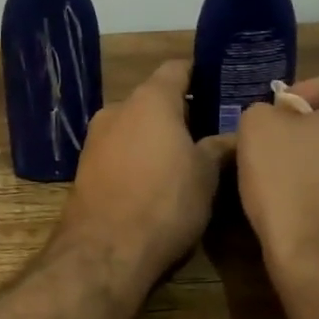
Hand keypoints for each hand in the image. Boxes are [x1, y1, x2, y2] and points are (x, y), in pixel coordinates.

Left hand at [59, 60, 233, 280]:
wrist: (105, 250)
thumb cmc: (165, 202)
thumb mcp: (205, 175)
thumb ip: (219, 148)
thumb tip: (234, 136)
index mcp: (150, 100)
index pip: (177, 68)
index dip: (200, 74)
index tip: (221, 87)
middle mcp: (118, 109)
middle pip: (153, 98)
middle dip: (179, 112)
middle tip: (209, 131)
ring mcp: (96, 138)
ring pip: (134, 126)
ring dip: (155, 136)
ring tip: (184, 159)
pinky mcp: (85, 167)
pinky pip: (118, 150)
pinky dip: (137, 157)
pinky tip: (154, 181)